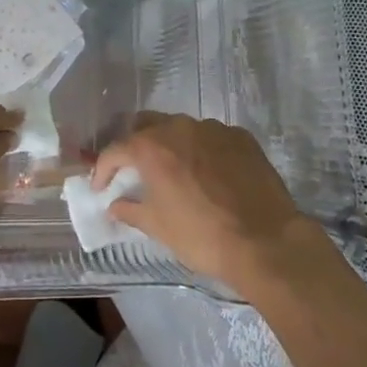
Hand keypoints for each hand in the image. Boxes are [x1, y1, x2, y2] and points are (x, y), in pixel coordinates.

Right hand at [92, 112, 321, 290]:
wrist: (265, 240)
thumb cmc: (202, 235)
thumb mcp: (158, 227)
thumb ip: (130, 210)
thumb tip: (114, 205)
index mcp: (151, 147)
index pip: (115, 150)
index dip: (103, 168)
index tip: (101, 186)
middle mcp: (179, 127)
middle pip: (146, 125)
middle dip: (135, 144)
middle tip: (135, 169)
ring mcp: (213, 128)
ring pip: (181, 128)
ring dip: (171, 145)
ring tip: (175, 171)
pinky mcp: (241, 136)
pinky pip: (212, 137)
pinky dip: (203, 150)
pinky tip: (210, 174)